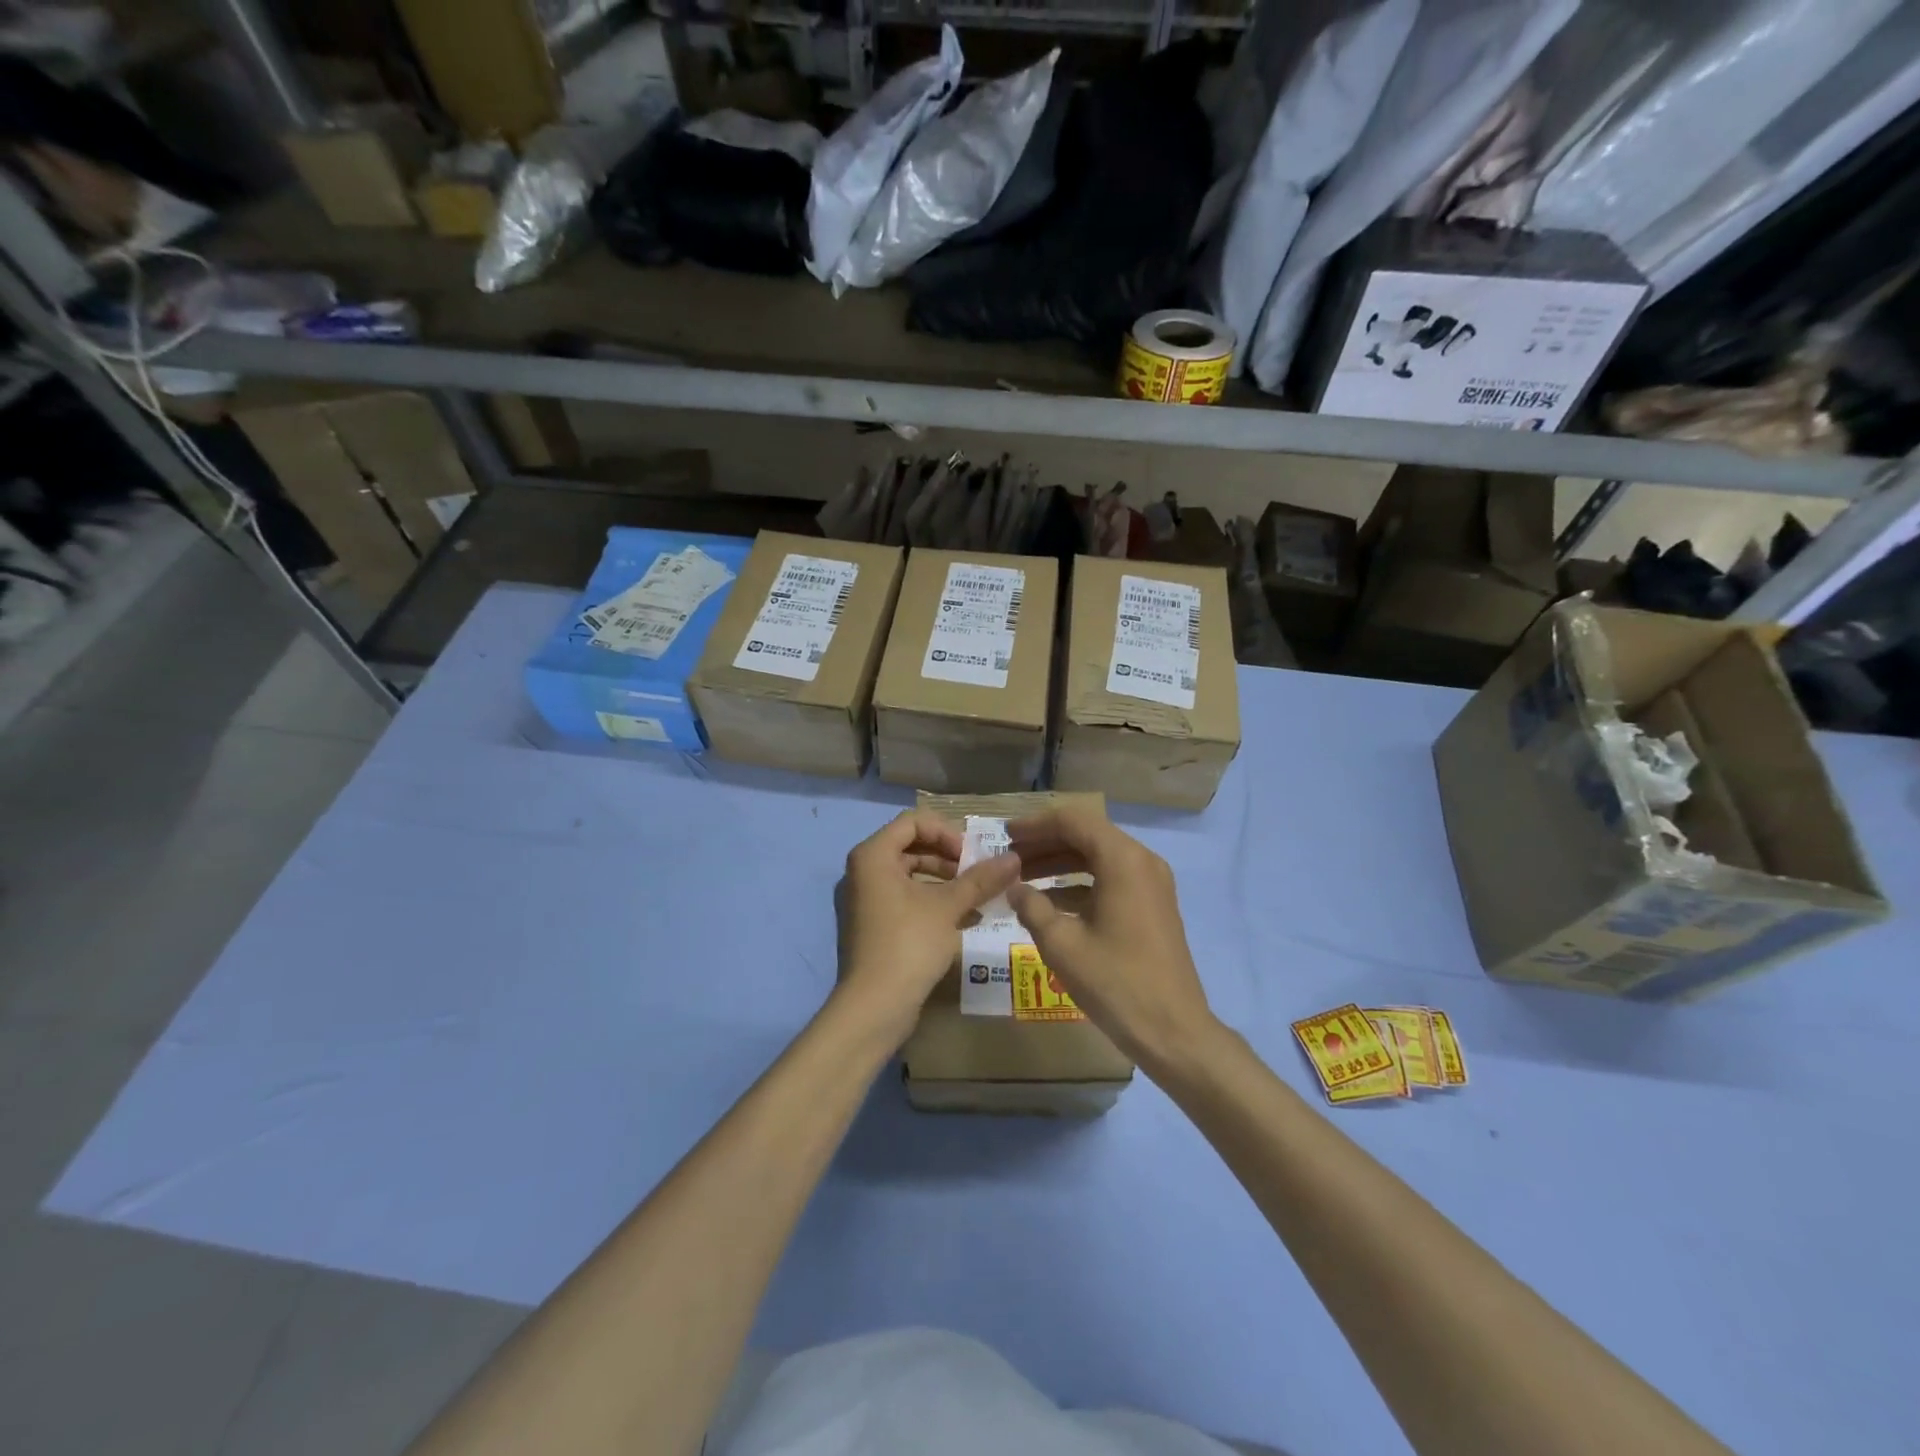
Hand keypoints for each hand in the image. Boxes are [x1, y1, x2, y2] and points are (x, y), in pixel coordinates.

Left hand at [834, 811, 1021, 1046]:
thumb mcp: (948, 907)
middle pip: (911, 847)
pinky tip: (965, 920)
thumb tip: (1015, 857)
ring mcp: (865, 900)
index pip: (913, 822)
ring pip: (910, 876)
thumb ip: (981, 879)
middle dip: (948, 858)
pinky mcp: (873, 926)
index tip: (970, 856)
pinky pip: (904, 900)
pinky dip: (932, 903)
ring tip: (977, 899)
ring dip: (945, 882)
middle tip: (977, 876)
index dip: (946, 832)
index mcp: (873, 856)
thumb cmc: (908, 944)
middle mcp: (863, 872)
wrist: (874, 1007)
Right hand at [1006, 807, 1216, 1073]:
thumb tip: (1013, 888)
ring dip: (1060, 863)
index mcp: (1122, 860)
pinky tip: (1048, 902)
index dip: (1035, 825)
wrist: (1173, 1031)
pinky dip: (1078, 883)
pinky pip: (1110, 879)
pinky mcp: (1152, 905)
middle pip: (1087, 835)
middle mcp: (1141, 861)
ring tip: (1021, 878)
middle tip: (1008, 855)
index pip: (1073, 821)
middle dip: (1045, 843)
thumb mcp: (1062, 944)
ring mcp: (1151, 884)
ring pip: (1098, 857)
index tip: (1004, 835)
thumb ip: (1032, 907)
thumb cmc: (1115, 982)